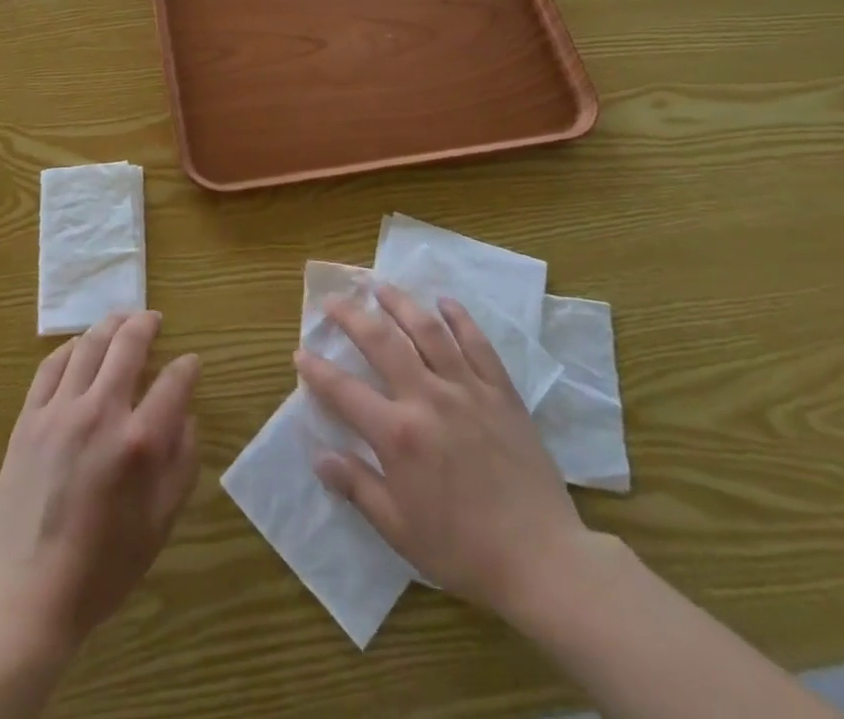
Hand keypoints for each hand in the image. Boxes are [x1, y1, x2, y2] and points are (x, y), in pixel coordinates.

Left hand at [0, 311, 199, 653]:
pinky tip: (80, 347)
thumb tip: (186, 416)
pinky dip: (70, 348)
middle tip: (154, 319)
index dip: (188, 367)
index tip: (191, 363)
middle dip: (146, 324)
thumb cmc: (105, 565)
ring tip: (121, 320)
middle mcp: (101, 413)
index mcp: (140, 442)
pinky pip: (51, 367)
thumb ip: (182, 461)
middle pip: (128, 345)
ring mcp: (60, 412)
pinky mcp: (29, 419)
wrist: (30, 593)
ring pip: (89, 345)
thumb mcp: (161, 521)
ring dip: (110, 325)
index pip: (174, 381)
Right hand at [294, 285, 592, 619]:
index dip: (317, 370)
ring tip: (379, 285)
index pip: (344, 391)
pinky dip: (459, 318)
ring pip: (427, 330)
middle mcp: (427, 398)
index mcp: (398, 434)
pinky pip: (477, 343)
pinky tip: (444, 301)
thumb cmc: (463, 550)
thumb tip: (319, 456)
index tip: (300, 352)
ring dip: (399, 302)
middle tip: (332, 300)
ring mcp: (466, 389)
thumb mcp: (400, 530)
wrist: (542, 559)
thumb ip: (357, 487)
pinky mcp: (500, 391)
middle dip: (351, 316)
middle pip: (382, 342)